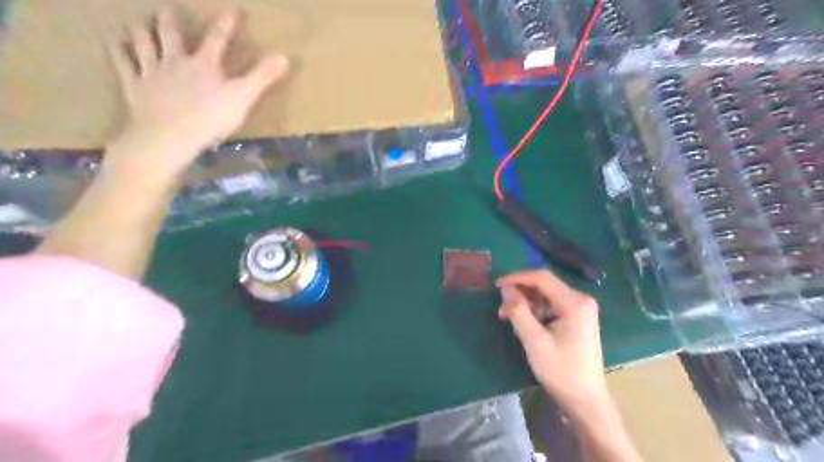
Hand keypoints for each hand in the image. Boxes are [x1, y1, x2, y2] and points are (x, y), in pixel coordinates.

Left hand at [105, 7, 286, 180]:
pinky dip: (117, 51)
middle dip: (170, 19)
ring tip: (138, 23)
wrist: (169, 136)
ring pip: (142, 43)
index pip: (217, 38)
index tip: (232, 10)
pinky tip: (114, 43)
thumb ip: (261, 77)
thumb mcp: (243, 99)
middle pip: (170, 33)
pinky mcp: (134, 87)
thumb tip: (283, 56)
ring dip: (141, 30)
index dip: (225, 24)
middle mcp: (175, 61)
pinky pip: (122, 63)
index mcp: (204, 65)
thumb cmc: (210, 118)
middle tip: (167, 9)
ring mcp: (152, 72)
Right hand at [494, 270, 603, 411]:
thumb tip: (505, 289)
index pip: (542, 278)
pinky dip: (536, 310)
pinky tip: (525, 323)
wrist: (586, 400)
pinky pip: (552, 305)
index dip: (517, 278)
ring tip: (508, 317)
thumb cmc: (561, 371)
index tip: (496, 285)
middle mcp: (581, 300)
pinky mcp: (578, 318)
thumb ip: (519, 312)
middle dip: (520, 292)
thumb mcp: (535, 341)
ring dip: (526, 302)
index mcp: (574, 303)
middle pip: (545, 285)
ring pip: (547, 295)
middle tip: (501, 306)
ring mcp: (581, 309)